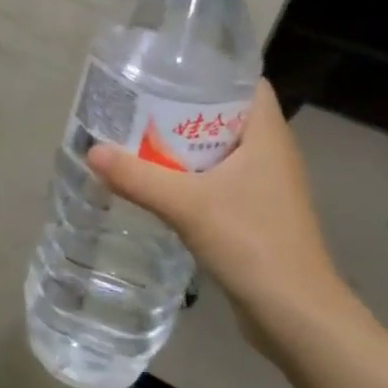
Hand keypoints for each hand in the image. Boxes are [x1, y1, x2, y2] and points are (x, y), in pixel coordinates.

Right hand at [87, 82, 353, 351]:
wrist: (296, 316)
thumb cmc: (253, 243)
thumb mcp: (188, 206)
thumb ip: (138, 177)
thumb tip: (91, 151)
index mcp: (267, 135)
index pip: (245, 83)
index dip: (211, 71)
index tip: (168, 71)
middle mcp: (271, 153)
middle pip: (225, 114)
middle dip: (184, 108)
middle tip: (139, 103)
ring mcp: (266, 186)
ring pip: (220, 149)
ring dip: (184, 144)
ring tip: (139, 137)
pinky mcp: (256, 214)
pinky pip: (219, 180)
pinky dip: (191, 175)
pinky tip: (159, 182)